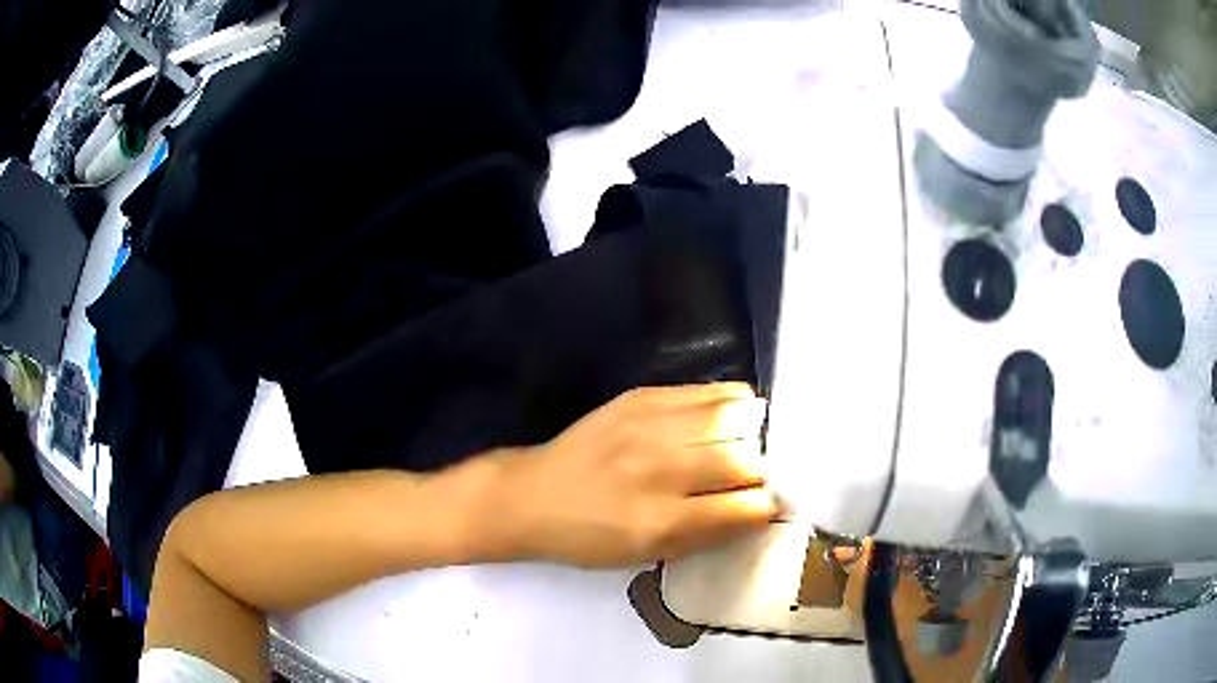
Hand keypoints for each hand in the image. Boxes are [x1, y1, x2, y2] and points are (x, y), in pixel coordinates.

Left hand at [492, 383, 778, 567]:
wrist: (532, 495)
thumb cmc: (588, 538)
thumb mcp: (645, 555)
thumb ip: (705, 534)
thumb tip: (757, 510)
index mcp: (660, 523)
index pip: (742, 508)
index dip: (769, 505)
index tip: (775, 503)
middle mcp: (658, 471)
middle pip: (743, 459)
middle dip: (765, 468)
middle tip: (766, 473)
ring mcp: (648, 426)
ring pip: (730, 417)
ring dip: (753, 430)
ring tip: (756, 438)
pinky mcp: (639, 397)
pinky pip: (705, 391)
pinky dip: (730, 402)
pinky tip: (733, 413)